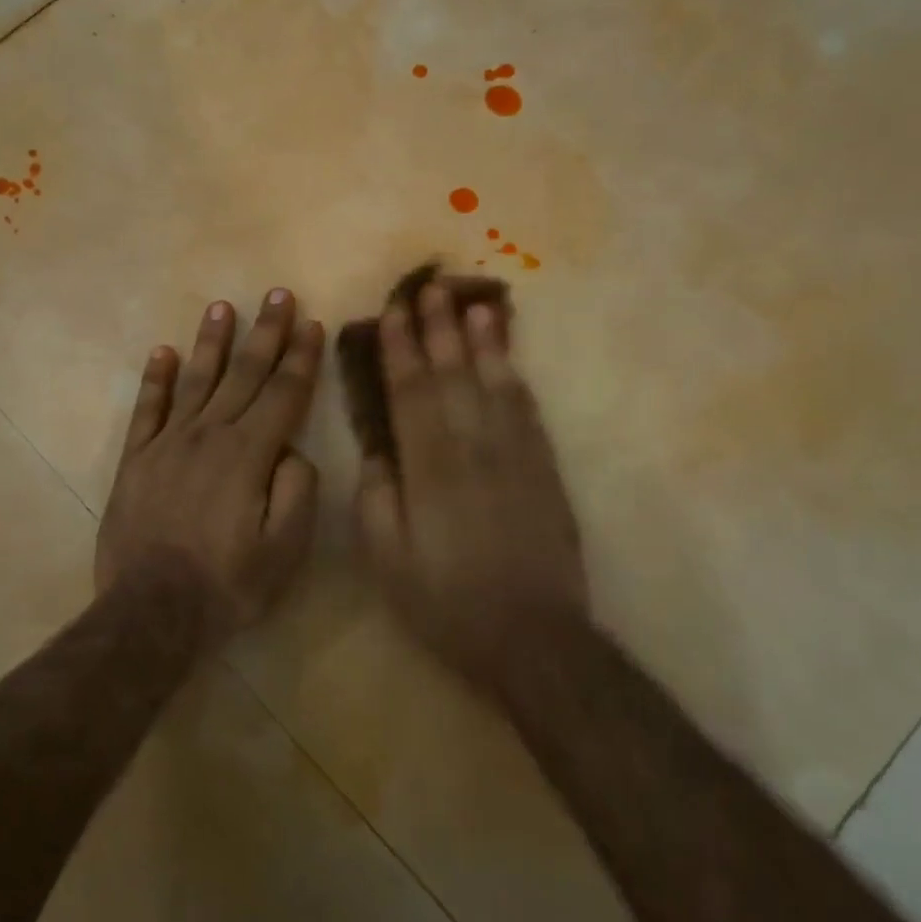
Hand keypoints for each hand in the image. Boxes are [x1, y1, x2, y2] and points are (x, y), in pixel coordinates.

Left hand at [97, 289, 323, 633]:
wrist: (151, 611)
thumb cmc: (228, 584)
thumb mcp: (284, 549)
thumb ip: (297, 492)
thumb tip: (292, 452)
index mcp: (249, 455)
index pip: (283, 394)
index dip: (301, 358)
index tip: (313, 324)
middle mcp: (209, 436)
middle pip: (243, 375)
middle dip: (265, 333)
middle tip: (277, 294)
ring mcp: (167, 444)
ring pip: (196, 380)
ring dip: (212, 342)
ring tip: (223, 306)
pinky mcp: (136, 460)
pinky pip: (147, 409)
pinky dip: (155, 379)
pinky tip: (163, 352)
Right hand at [356, 282, 588, 689]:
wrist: (531, 635)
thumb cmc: (446, 601)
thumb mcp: (387, 559)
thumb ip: (376, 497)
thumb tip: (379, 450)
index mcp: (429, 467)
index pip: (411, 391)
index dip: (401, 348)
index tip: (394, 312)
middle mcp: (474, 446)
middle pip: (454, 374)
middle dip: (440, 327)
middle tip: (431, 286)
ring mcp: (516, 454)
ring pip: (496, 382)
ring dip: (484, 340)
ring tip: (476, 302)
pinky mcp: (544, 468)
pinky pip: (528, 410)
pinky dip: (515, 376)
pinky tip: (508, 358)